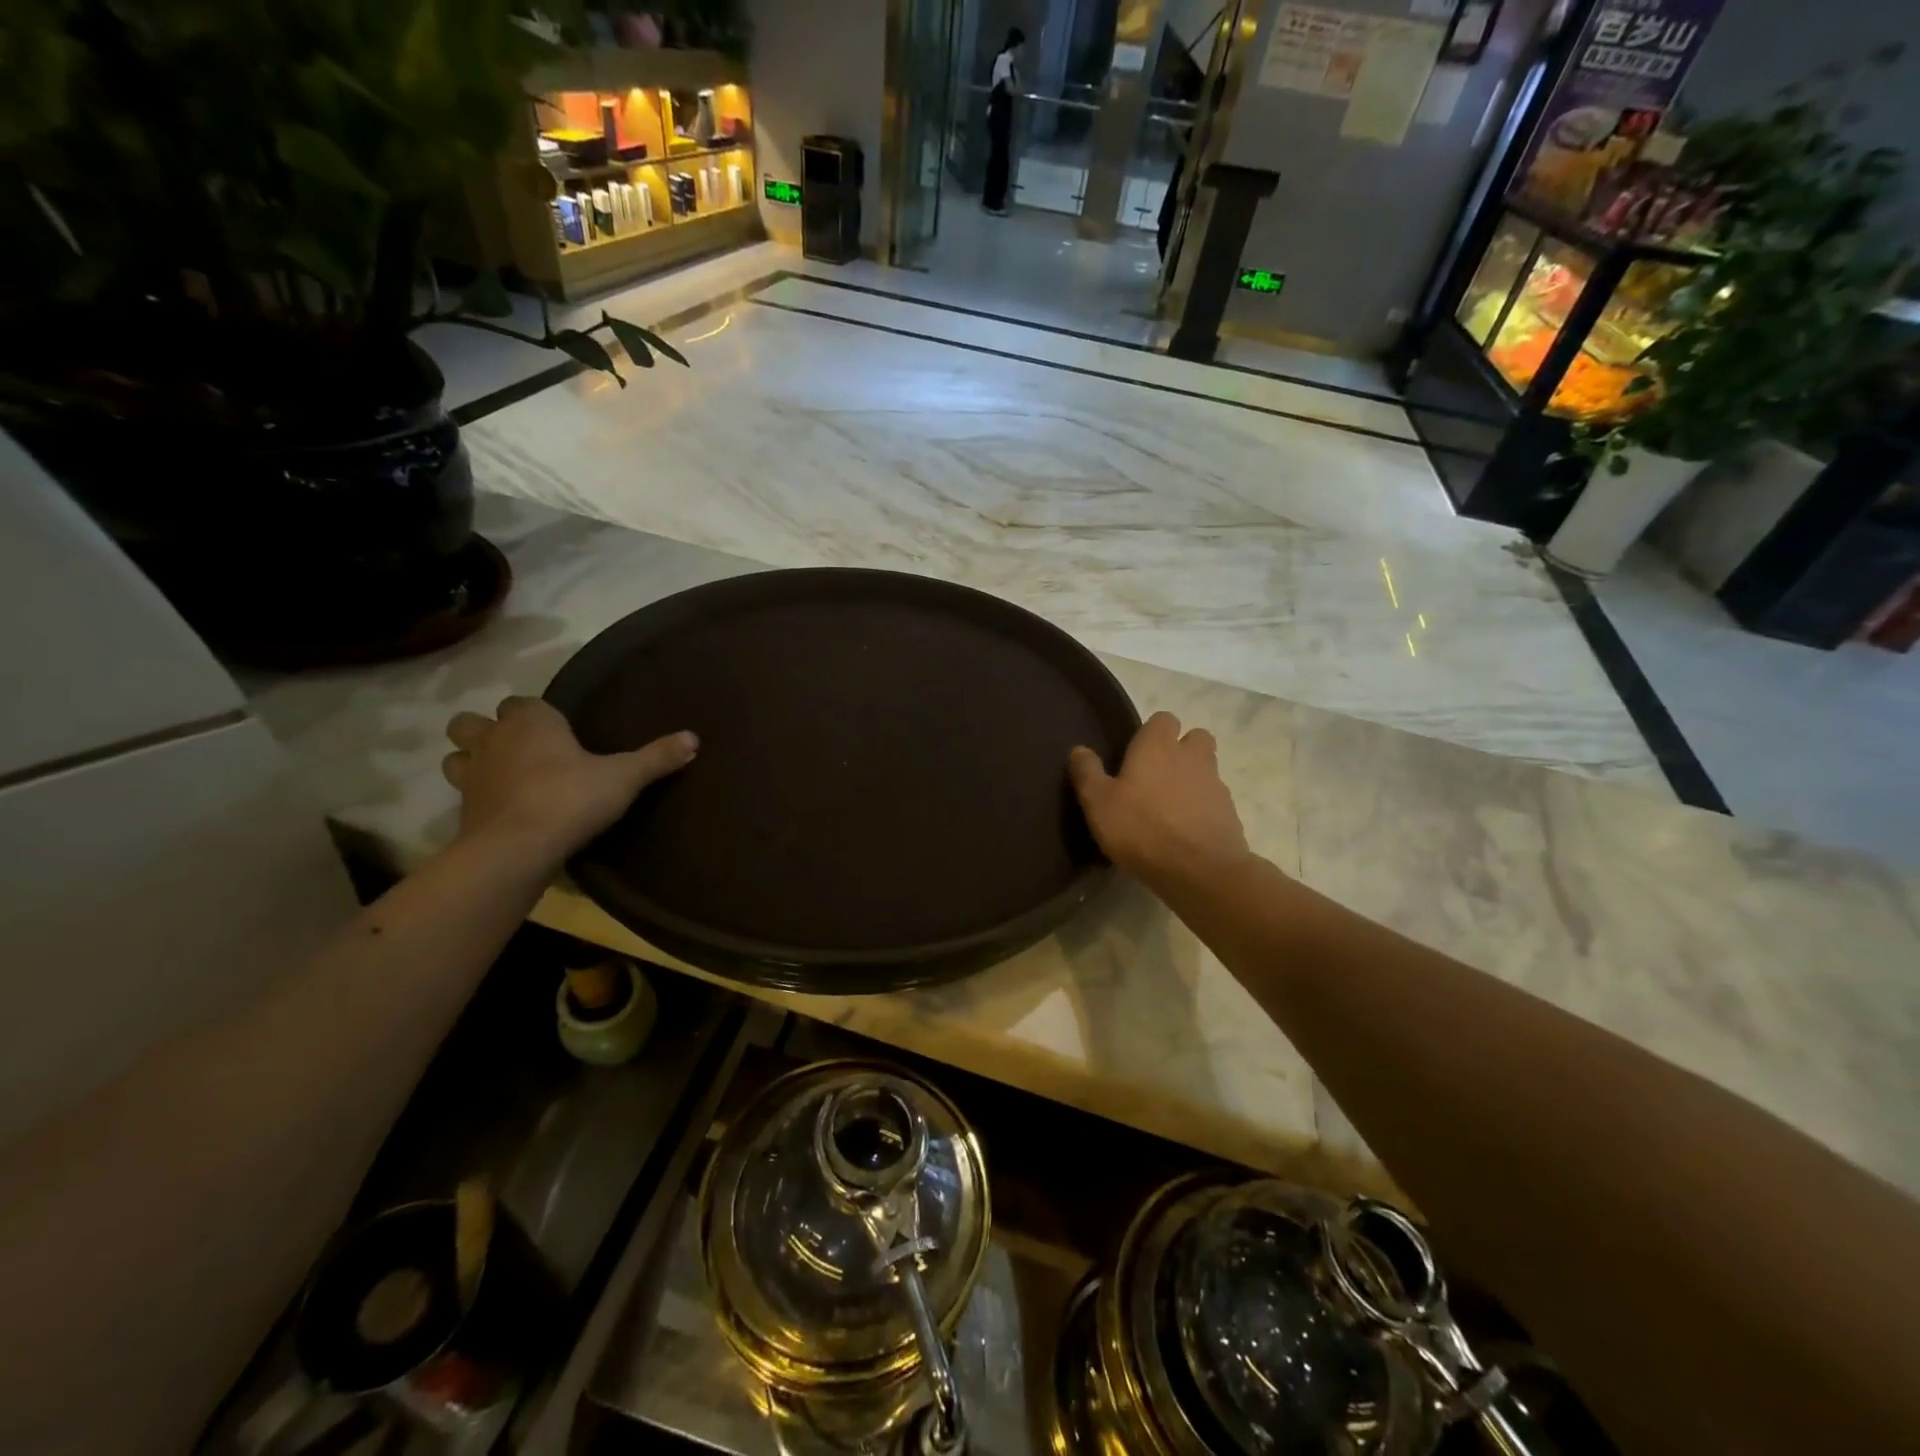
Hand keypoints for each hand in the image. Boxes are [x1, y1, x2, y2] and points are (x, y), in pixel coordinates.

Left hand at [442, 697, 696, 866]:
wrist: (517, 848)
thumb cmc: (571, 798)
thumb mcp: (625, 777)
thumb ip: (657, 757)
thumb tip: (694, 737)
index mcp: (530, 721)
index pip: (522, 702)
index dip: (537, 713)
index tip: (559, 730)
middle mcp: (494, 739)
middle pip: (471, 722)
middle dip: (488, 730)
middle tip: (520, 749)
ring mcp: (471, 775)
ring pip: (456, 755)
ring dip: (472, 760)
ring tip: (503, 775)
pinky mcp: (463, 810)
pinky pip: (465, 794)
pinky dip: (479, 796)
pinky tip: (503, 809)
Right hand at [1068, 712, 1249, 889]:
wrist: (1199, 870)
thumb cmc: (1141, 828)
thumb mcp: (1098, 802)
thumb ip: (1087, 773)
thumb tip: (1078, 750)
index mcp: (1158, 746)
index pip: (1162, 719)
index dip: (1151, 732)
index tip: (1136, 753)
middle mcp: (1191, 757)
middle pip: (1195, 738)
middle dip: (1181, 750)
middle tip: (1158, 775)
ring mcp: (1215, 785)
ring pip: (1206, 770)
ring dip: (1192, 780)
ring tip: (1169, 808)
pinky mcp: (1229, 814)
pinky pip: (1214, 802)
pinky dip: (1202, 810)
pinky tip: (1184, 832)